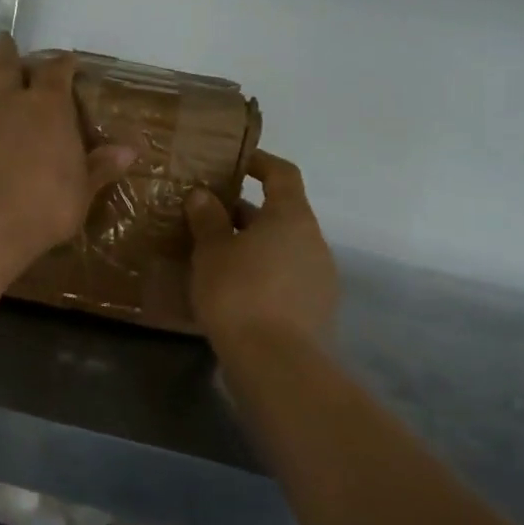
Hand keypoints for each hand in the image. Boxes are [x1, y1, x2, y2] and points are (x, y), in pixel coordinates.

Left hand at [0, 34, 135, 275]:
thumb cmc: (46, 207)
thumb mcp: (83, 190)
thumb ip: (101, 166)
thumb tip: (130, 150)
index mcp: (47, 110)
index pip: (56, 73)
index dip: (61, 63)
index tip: (66, 59)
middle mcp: (7, 107)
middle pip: (3, 67)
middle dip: (4, 52)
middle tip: (1, 38)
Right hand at [185, 151, 337, 347]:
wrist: (276, 362)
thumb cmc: (239, 292)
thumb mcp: (212, 252)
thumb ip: (208, 219)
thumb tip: (203, 195)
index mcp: (292, 217)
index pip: (283, 174)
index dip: (260, 162)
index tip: (235, 162)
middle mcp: (314, 241)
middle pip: (281, 214)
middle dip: (246, 213)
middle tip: (209, 218)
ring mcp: (320, 277)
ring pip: (283, 248)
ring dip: (254, 246)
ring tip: (217, 257)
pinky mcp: (317, 309)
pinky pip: (287, 278)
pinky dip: (264, 275)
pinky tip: (235, 291)